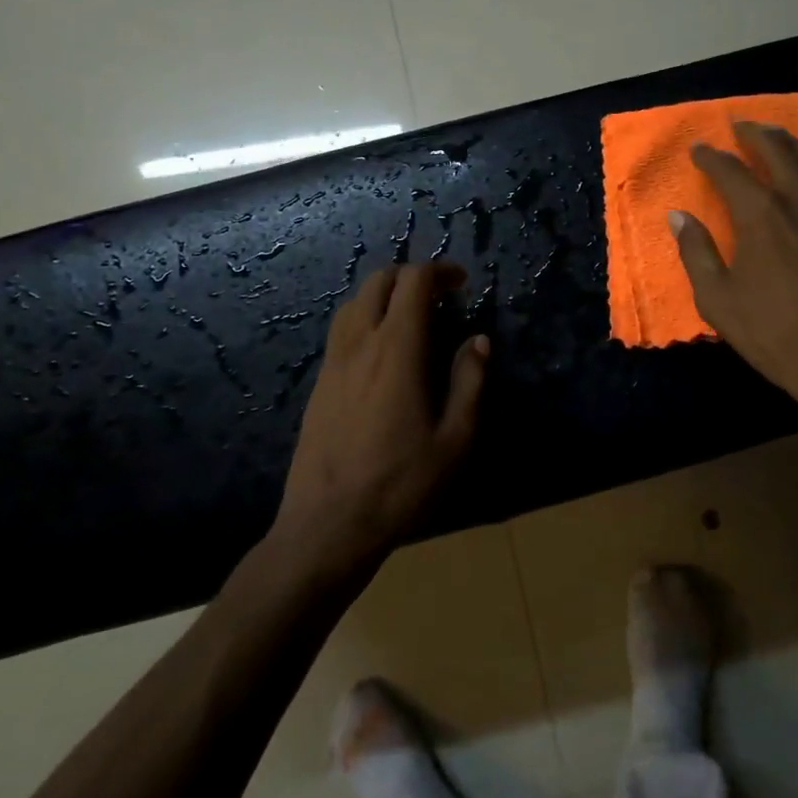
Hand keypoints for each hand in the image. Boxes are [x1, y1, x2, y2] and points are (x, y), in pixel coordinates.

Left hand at [271, 263, 489, 571]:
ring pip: (353, 303)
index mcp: (397, 350)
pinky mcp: (319, 384)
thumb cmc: (401, 484)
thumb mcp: (455, 439)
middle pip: (379, 282)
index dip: (439, 272)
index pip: (413, 283)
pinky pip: (341, 331)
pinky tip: (382, 351)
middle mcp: (360, 344)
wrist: (328, 525)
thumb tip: (478, 341)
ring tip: (411, 318)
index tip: (461, 282)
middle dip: (411, 276)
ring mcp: (333, 363)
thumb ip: (470, 383)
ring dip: (384, 295)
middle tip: (440, 296)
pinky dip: (365, 319)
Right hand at [671, 122, 797, 437]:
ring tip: (771, 136)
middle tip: (739, 126)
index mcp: (761, 214)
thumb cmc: (776, 333)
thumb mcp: (719, 300)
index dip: (711, 158)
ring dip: (786, 142)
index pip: (731, 171)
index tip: (698, 149)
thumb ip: (696, 253)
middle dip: (755, 134)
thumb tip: (678, 217)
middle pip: (777, 150)